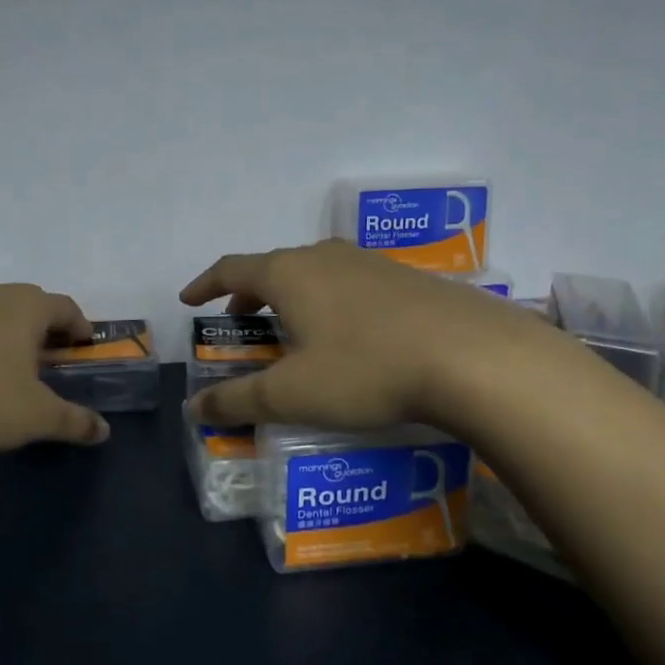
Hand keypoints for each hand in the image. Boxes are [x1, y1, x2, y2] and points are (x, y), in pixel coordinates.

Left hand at [0, 282, 111, 453]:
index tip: (84, 346)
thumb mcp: (36, 417)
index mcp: (27, 307)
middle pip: (28, 303)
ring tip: (5, 365)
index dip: (79, 326)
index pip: (65, 307)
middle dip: (43, 327)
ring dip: (5, 331)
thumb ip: (74, 422)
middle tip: (49, 357)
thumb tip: (103, 431)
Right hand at [179, 239, 564, 435]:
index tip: (190, 300)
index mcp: (288, 273)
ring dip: (292, 297)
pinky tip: (349, 335)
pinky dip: (329, 301)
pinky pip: (349, 283)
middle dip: (249, 293)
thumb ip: (238, 400)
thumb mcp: (292, 394)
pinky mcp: (406, 278)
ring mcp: (369, 263)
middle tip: (241, 321)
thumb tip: (194, 408)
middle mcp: (324, 257)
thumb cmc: (366, 370)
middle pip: (273, 267)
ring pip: (314, 273)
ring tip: (293, 330)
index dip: (206, 284)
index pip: (231, 268)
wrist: (474, 357)